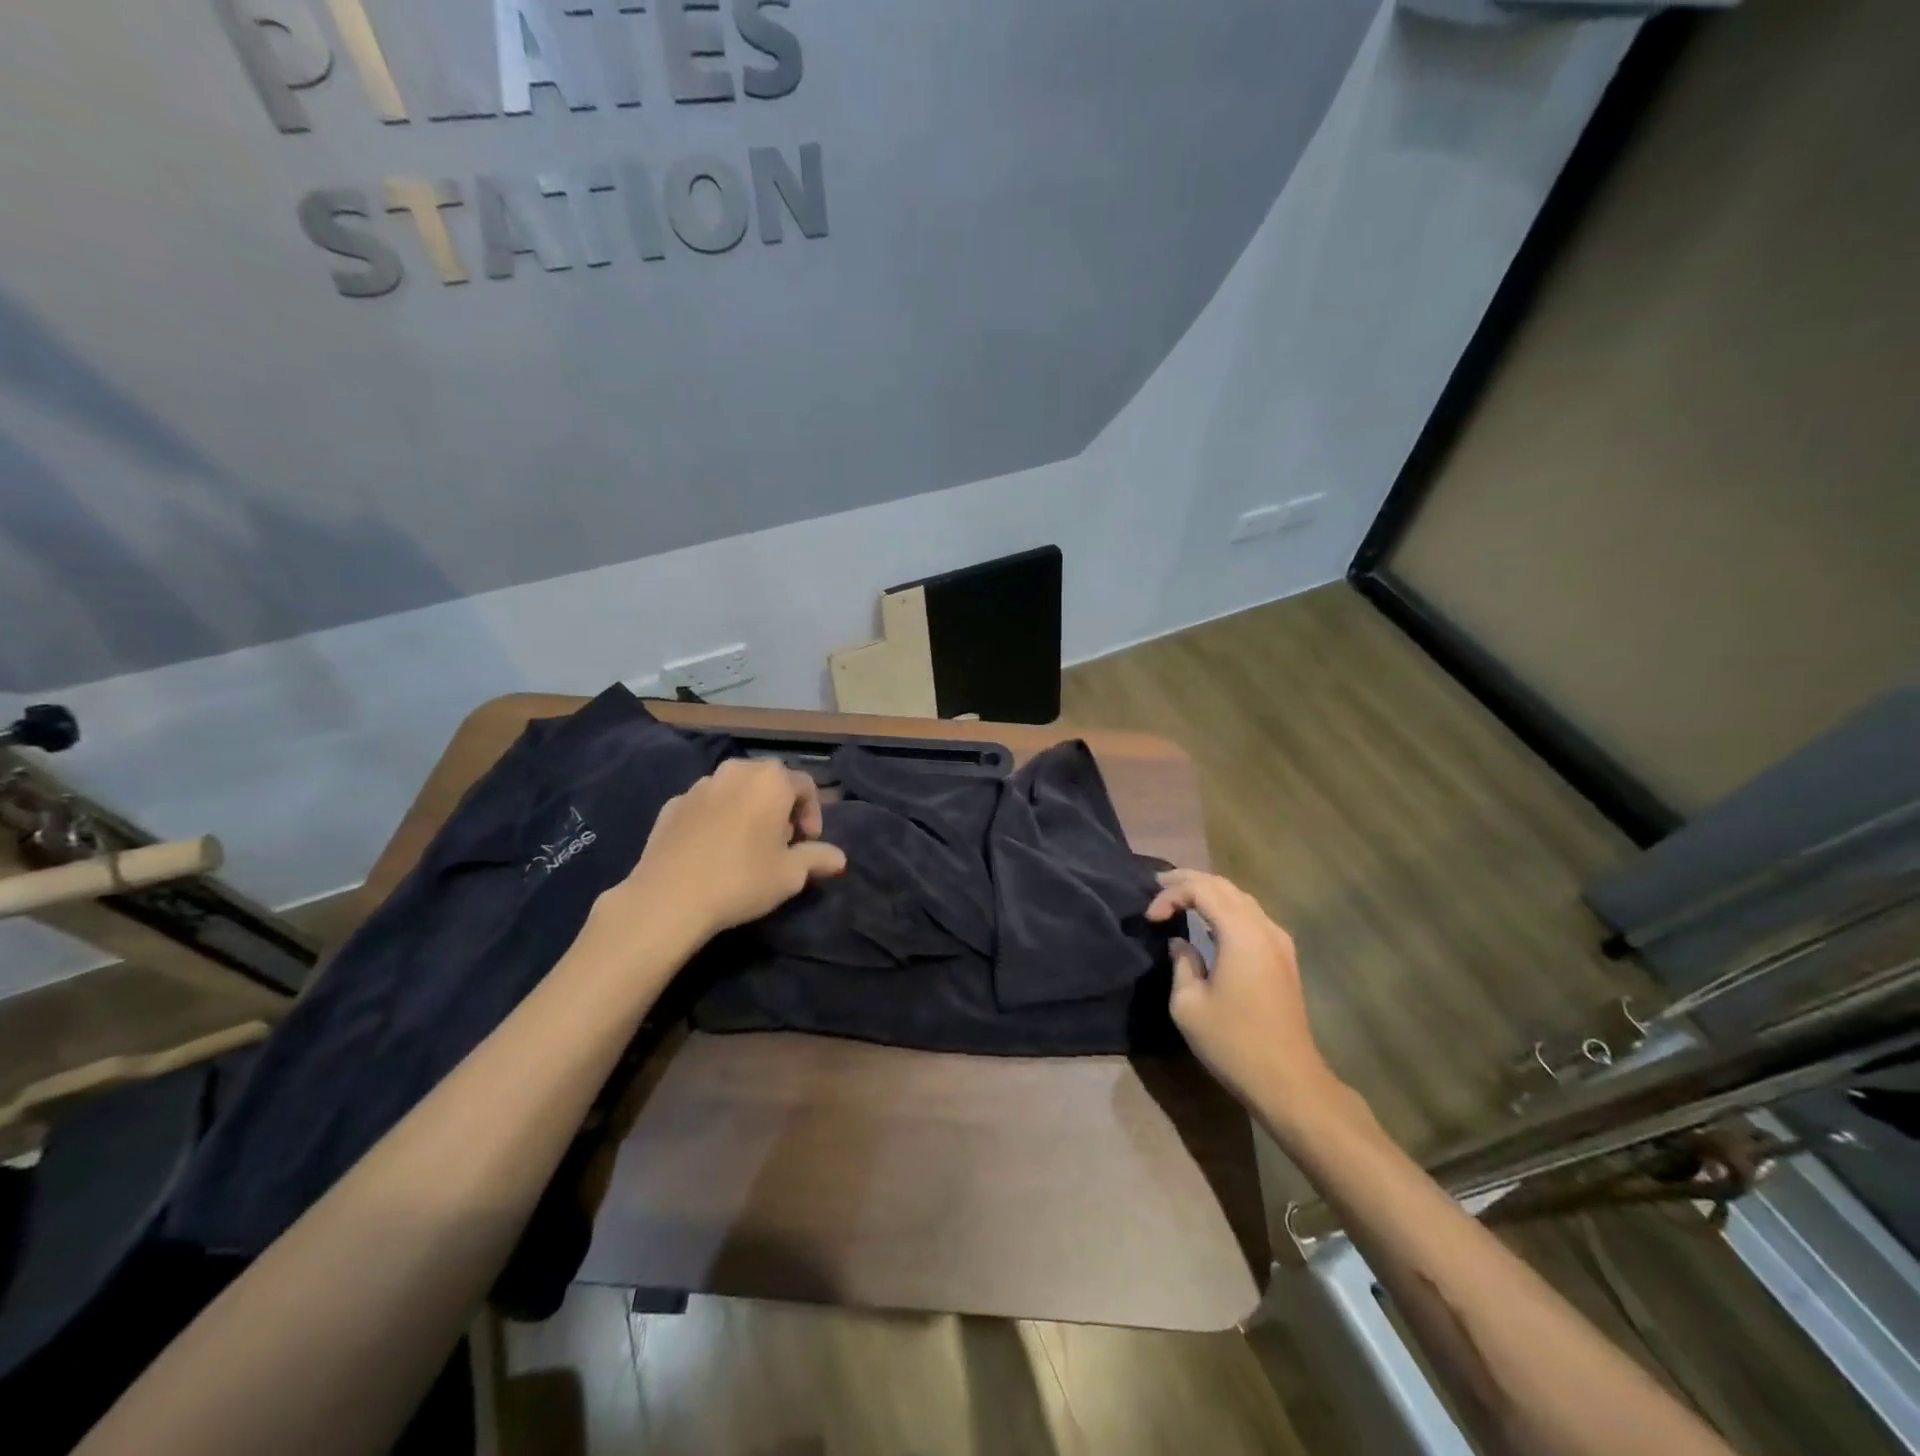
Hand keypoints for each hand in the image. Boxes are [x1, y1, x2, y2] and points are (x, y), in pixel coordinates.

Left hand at [605, 759, 846, 951]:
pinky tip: (713, 851)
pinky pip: (706, 805)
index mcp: (771, 780)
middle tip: (780, 843)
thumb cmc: (741, 879)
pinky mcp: (672, 804)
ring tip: (746, 846)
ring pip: (735, 790)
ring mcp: (700, 786)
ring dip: (747, 810)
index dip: (813, 814)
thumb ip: (818, 858)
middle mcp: (736, 771)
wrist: (668, 898)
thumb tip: (839, 858)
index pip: (806, 786)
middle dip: (780, 808)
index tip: (808, 844)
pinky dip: (716, 819)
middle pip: (769, 782)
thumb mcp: (791, 874)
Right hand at [1146, 869, 1337, 1118]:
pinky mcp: (1284, 958)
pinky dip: (1226, 908)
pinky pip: (1252, 916)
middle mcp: (1264, 928)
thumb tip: (1181, 943)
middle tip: (1158, 884)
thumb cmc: (1233, 1043)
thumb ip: (1182, 963)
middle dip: (1189, 881)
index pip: (1202, 890)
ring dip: (1209, 892)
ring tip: (1180, 896)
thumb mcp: (1189, 1004)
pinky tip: (1210, 920)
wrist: (1288, 1080)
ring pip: (1241, 898)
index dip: (1171, 895)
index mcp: (1241, 934)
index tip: (1150, 918)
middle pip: (1224, 886)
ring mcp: (1279, 942)